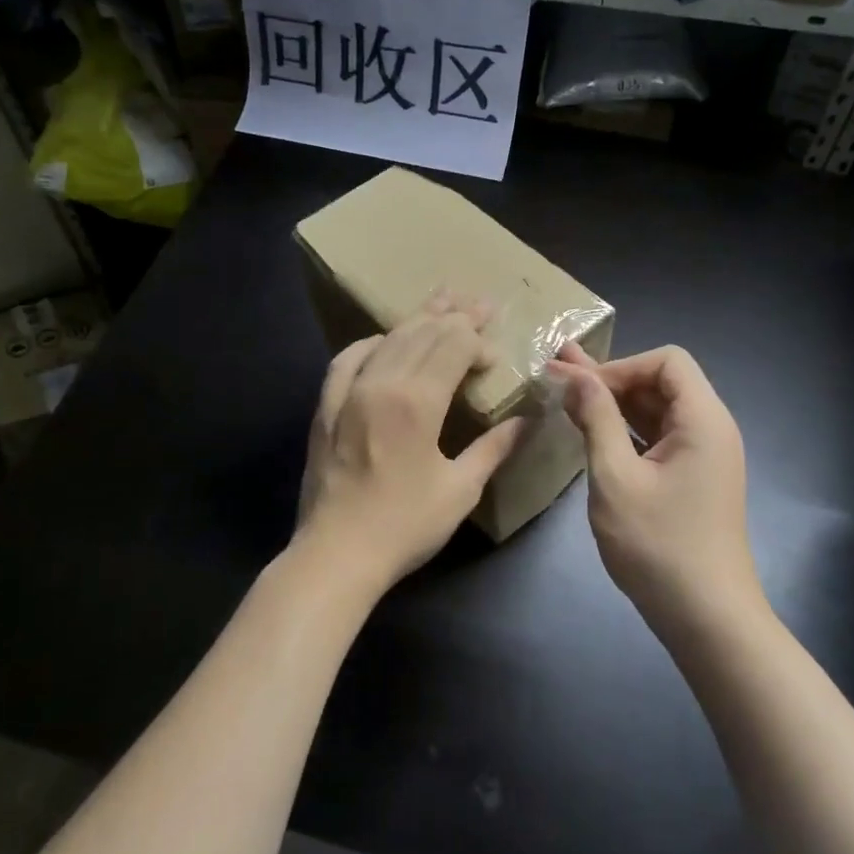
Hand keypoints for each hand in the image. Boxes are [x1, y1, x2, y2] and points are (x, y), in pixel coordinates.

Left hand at [296, 296, 525, 591]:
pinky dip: (369, 344)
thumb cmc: (404, 526)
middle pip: (422, 333)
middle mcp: (381, 383)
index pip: (453, 346)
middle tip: (480, 302)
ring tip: (441, 299)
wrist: (336, 555)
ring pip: (388, 340)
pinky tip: (381, 340)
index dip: (478, 342)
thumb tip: (528, 420)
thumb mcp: (460, 489)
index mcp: (418, 401)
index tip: (495, 356)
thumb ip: (494, 447)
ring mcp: (347, 392)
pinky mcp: (325, 407)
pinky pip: (346, 360)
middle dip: (455, 316)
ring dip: (417, 319)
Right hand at [546, 343, 756, 622]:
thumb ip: (596, 419)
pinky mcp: (692, 478)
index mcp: (703, 420)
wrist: (705, 616)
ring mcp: (703, 456)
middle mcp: (710, 429)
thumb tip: (574, 374)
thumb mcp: (615, 477)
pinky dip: (624, 429)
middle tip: (556, 371)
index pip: (667, 361)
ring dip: (612, 402)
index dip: (619, 366)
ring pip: (656, 411)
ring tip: (564, 392)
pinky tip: (590, 429)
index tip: (580, 389)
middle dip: (608, 377)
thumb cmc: (658, 545)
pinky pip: (657, 438)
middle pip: (661, 382)